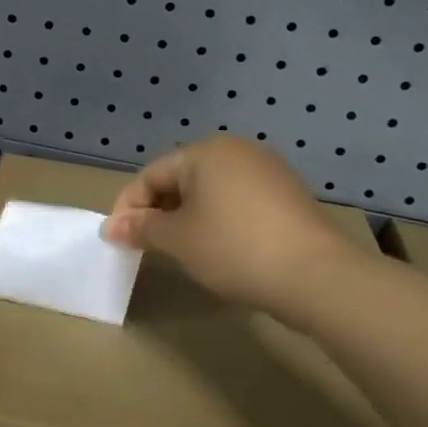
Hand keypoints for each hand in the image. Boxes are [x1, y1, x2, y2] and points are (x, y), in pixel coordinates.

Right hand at [102, 137, 364, 316]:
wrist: (316, 275)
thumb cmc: (234, 248)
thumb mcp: (178, 240)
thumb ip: (141, 228)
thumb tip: (111, 227)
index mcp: (204, 152)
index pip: (151, 175)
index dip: (128, 207)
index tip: (117, 240)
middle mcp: (236, 150)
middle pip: (181, 179)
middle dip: (158, 211)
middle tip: (145, 246)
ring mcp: (267, 170)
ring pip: (210, 190)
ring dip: (187, 216)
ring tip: (180, 250)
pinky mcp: (288, 193)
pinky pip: (238, 200)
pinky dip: (219, 219)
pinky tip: (219, 247)